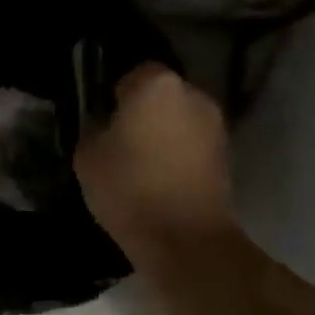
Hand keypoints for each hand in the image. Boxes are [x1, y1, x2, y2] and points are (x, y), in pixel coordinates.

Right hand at [74, 63, 234, 257]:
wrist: (185, 240)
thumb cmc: (130, 188)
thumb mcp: (87, 156)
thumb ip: (94, 128)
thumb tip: (105, 125)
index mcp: (157, 84)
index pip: (132, 74)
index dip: (115, 96)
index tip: (104, 121)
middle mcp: (193, 94)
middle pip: (161, 95)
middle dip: (144, 112)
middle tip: (122, 141)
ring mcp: (215, 125)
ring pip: (180, 120)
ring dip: (165, 134)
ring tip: (143, 164)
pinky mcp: (227, 155)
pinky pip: (193, 145)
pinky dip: (180, 155)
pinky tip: (163, 180)